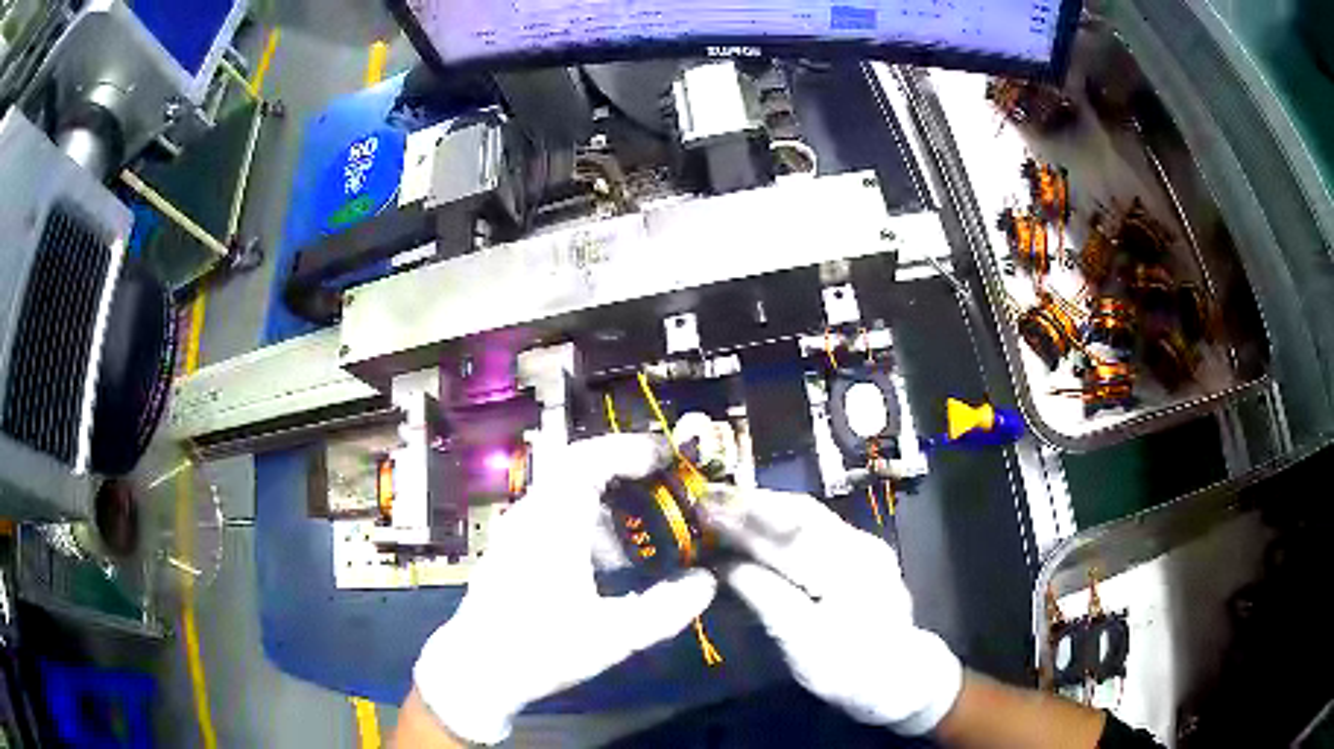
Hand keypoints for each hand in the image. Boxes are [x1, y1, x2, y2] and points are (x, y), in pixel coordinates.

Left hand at [413, 435, 717, 744]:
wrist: (477, 670)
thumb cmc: (541, 648)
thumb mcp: (614, 635)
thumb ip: (666, 609)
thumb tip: (706, 582)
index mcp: (552, 523)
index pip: (588, 460)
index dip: (629, 450)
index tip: (666, 457)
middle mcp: (531, 516)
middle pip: (576, 468)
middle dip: (622, 469)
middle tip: (662, 482)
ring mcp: (517, 532)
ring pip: (565, 493)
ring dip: (606, 499)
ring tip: (644, 525)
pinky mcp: (513, 551)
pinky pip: (555, 516)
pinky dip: (588, 521)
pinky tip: (609, 561)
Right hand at [703, 488, 961, 735]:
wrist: (900, 677)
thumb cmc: (849, 672)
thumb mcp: (804, 649)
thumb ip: (768, 601)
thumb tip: (724, 566)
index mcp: (850, 574)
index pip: (789, 538)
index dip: (742, 523)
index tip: (702, 510)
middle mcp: (861, 547)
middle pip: (801, 514)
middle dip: (750, 503)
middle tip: (705, 496)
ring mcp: (864, 544)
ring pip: (809, 514)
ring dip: (764, 505)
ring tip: (723, 501)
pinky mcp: (861, 550)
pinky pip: (815, 525)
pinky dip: (780, 517)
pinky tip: (757, 518)